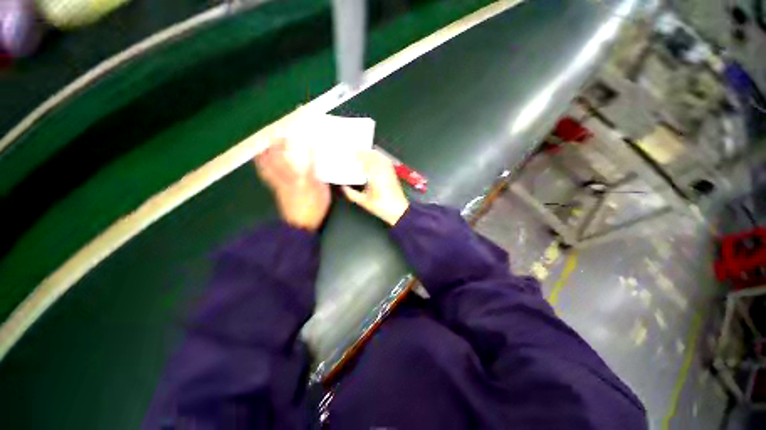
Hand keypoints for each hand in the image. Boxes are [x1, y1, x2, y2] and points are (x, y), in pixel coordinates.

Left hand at [254, 138, 330, 230]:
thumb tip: (318, 172)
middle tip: (278, 136)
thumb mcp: (324, 196)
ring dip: (265, 154)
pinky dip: (262, 165)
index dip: (310, 152)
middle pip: (281, 160)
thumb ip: (322, 182)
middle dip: (279, 147)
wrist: (299, 225)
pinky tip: (261, 161)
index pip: (309, 163)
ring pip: (270, 166)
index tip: (310, 142)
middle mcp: (291, 180)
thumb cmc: (315, 210)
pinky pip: (267, 174)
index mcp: (306, 182)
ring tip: (263, 144)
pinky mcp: (276, 190)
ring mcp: (281, 185)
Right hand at [342, 150, 408, 225]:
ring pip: (381, 157)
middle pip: (373, 156)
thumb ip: (352, 194)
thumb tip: (344, 187)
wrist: (398, 210)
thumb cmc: (382, 206)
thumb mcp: (364, 201)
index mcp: (375, 176)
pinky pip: (386, 161)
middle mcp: (383, 171)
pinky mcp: (393, 174)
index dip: (358, 155)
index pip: (365, 160)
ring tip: (364, 153)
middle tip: (356, 152)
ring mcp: (389, 172)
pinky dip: (380, 157)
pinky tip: (376, 158)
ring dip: (372, 154)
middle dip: (364, 153)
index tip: (352, 154)